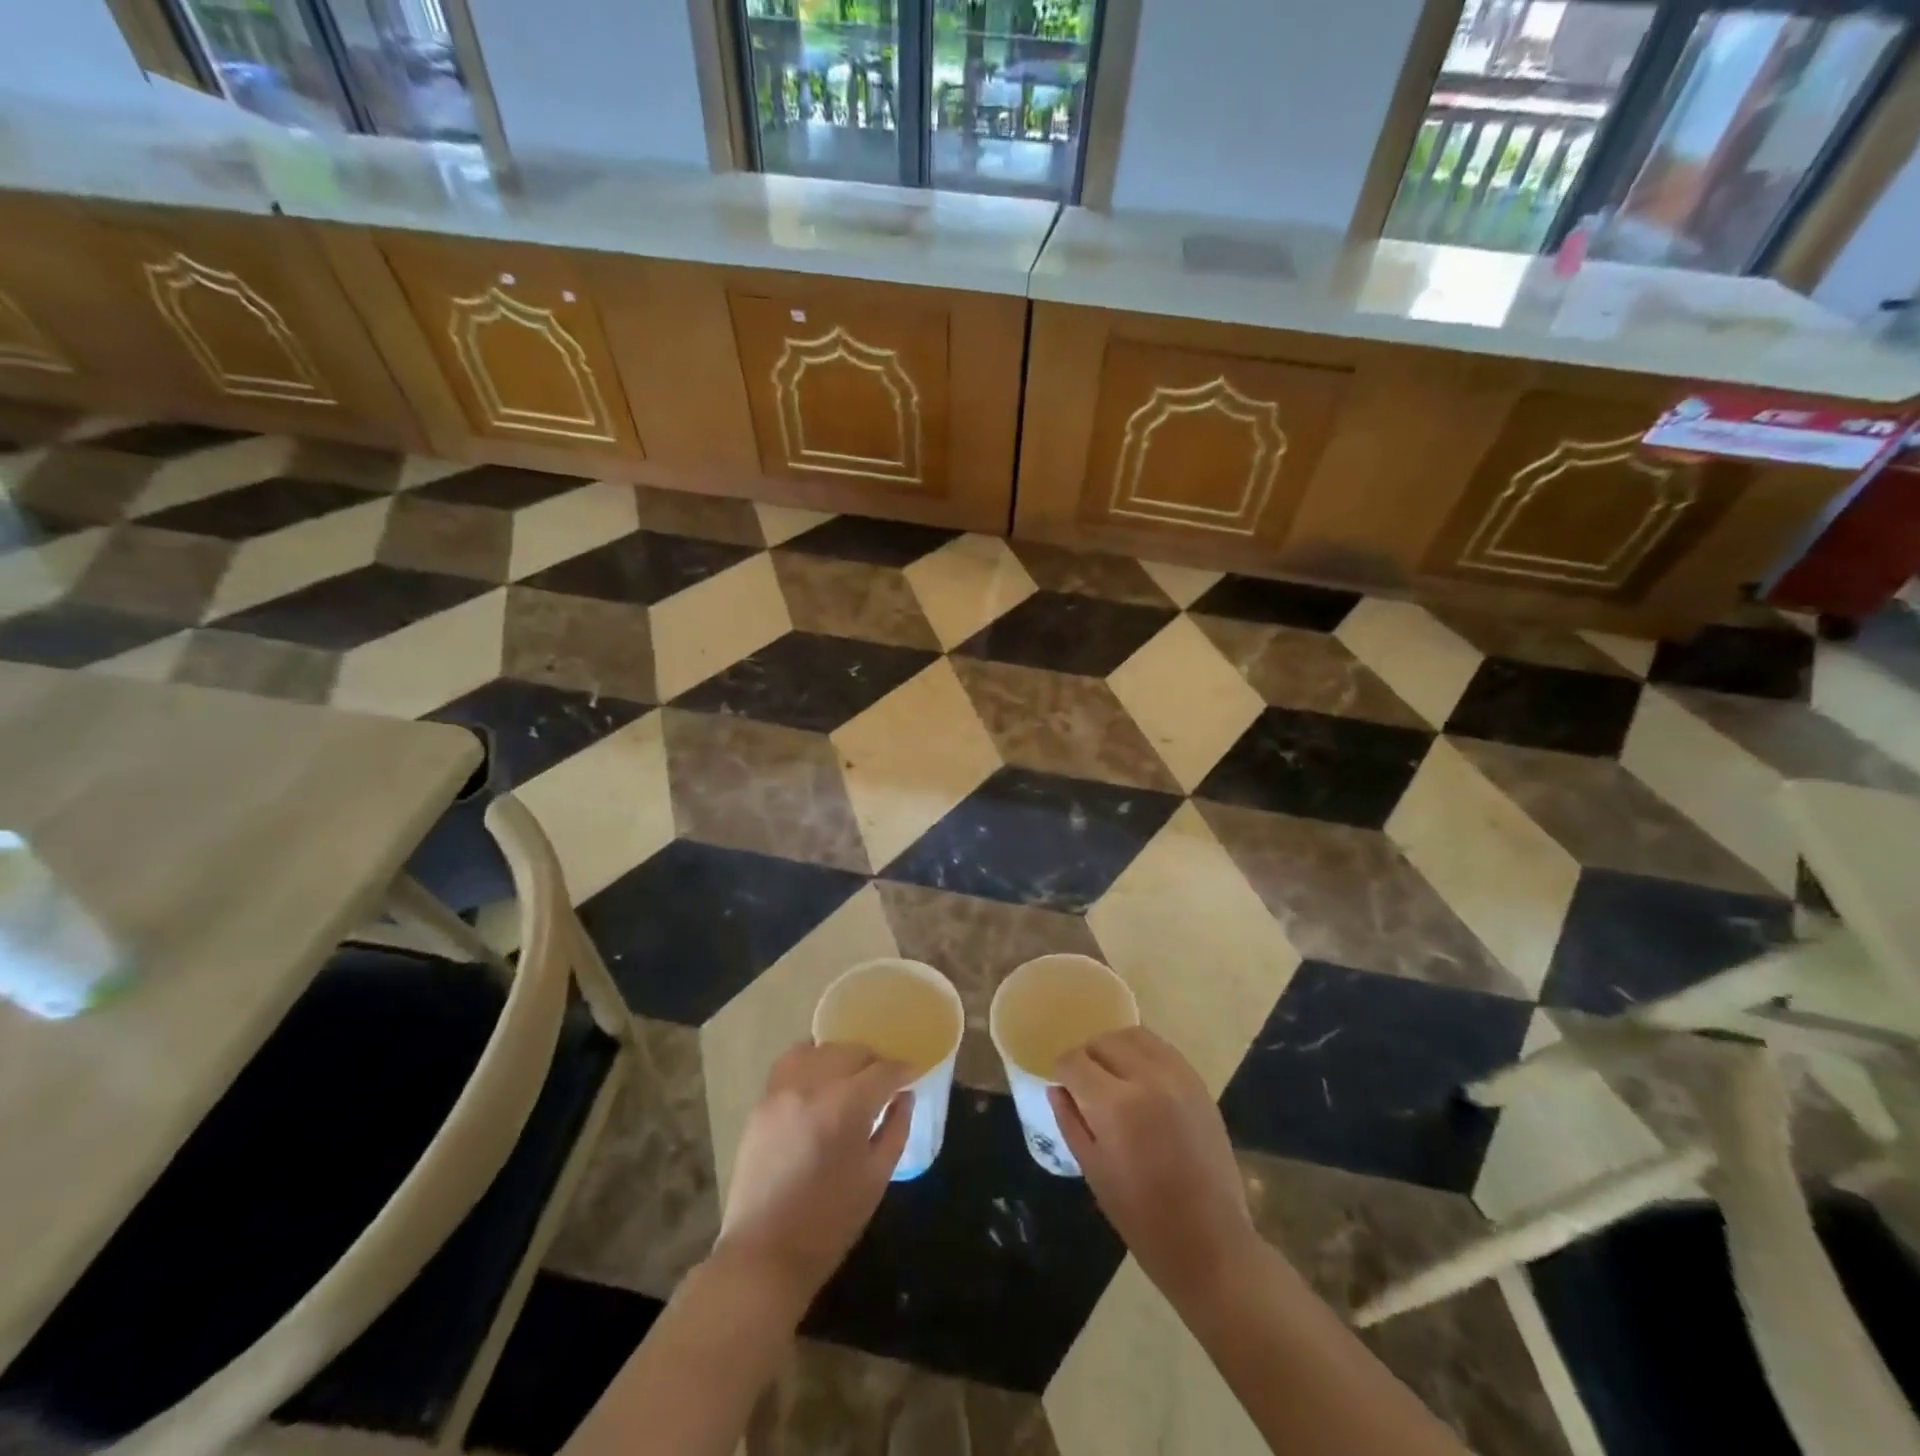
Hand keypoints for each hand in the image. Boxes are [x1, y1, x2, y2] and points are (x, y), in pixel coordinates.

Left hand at [712, 1041, 913, 1311]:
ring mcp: (783, 1090)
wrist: (764, 1254)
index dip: (904, 1070)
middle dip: (876, 1061)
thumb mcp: (876, 1178)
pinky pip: (792, 1061)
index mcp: (846, 1107)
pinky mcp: (763, 1100)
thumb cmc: (830, 1223)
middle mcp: (813, 1086)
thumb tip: (905, 1096)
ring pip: (822, 1049)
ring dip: (844, 1057)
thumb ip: (896, 1128)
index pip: (884, 1071)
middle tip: (886, 1081)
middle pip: (853, 1051)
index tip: (915, 1074)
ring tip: (853, 1077)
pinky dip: (812, 1059)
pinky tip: (821, 1076)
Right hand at [1050, 1027, 1258, 1307]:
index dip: (1062, 1071)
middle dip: (1087, 1058)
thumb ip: (1071, 1121)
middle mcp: (1147, 1078)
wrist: (1210, 1242)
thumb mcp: (1093, 1171)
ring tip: (1113, 1077)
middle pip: (1103, 1041)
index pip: (1074, 1061)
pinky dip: (1144, 1054)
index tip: (1063, 1086)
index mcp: (1115, 1105)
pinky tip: (1140, 1080)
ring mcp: (1177, 1077)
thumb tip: (1057, 1088)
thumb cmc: (1142, 1218)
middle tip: (1086, 1085)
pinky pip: (1162, 1049)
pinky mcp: (1198, 1083)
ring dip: (1115, 1048)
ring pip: (1134, 1035)